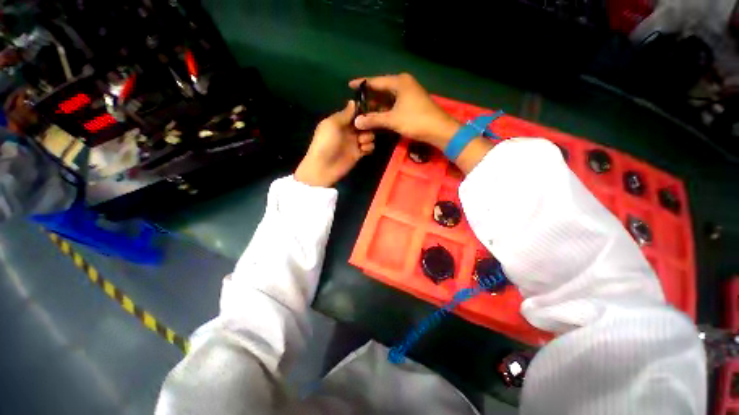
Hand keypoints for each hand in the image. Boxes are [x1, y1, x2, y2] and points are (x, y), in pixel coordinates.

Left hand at [295, 101, 374, 187]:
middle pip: (365, 123)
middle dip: (368, 125)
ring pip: (370, 134)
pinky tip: (362, 150)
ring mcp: (355, 142)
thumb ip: (345, 113)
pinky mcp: (359, 154)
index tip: (369, 111)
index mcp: (341, 121)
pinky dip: (369, 147)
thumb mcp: (332, 124)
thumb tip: (353, 101)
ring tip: (361, 142)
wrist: (324, 167)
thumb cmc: (325, 143)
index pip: (356, 112)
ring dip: (368, 136)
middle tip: (363, 130)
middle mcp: (350, 130)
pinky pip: (370, 147)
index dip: (363, 111)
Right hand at [350, 73, 459, 149]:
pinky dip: (385, 110)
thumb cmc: (416, 120)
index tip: (350, 85)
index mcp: (399, 82)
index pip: (376, 81)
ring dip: (376, 106)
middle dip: (369, 97)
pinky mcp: (411, 104)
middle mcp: (403, 85)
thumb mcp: (393, 120)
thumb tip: (356, 121)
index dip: (362, 84)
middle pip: (381, 89)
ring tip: (362, 111)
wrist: (439, 130)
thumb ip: (373, 119)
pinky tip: (376, 116)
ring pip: (387, 98)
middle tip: (355, 103)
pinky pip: (393, 105)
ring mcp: (408, 94)